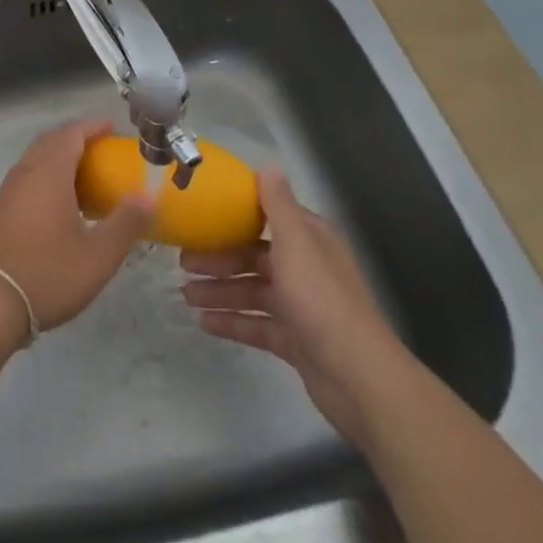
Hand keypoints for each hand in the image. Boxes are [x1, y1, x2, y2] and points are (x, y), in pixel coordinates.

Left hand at [0, 118, 155, 335]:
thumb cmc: (48, 273)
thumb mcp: (99, 254)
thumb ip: (126, 222)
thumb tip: (148, 196)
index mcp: (49, 172)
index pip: (71, 133)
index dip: (93, 126)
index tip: (114, 128)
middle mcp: (26, 172)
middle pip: (52, 141)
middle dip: (77, 139)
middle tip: (104, 151)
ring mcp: (9, 191)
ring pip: (37, 160)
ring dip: (61, 159)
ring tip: (88, 178)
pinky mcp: (1, 211)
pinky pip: (28, 178)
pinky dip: (48, 177)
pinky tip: (63, 206)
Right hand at [180, 169, 409, 440]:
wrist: (359, 378)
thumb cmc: (321, 300)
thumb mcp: (296, 244)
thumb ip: (278, 205)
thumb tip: (268, 164)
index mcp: (309, 240)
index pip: (267, 218)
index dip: (234, 216)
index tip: (201, 214)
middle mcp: (306, 268)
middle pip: (254, 255)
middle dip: (218, 258)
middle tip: (182, 261)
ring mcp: (301, 306)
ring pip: (252, 290)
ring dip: (219, 290)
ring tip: (185, 294)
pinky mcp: (296, 340)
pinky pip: (256, 324)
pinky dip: (232, 321)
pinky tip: (203, 323)